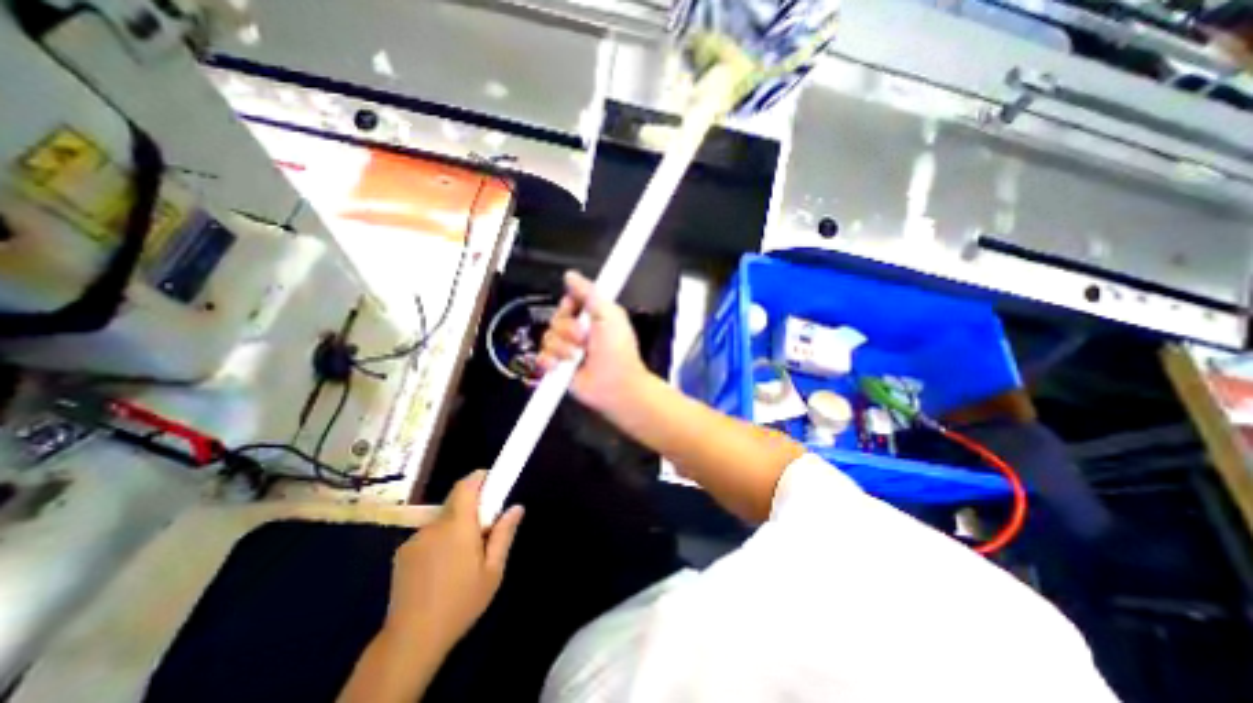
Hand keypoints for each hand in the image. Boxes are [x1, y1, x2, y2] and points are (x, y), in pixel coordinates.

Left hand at [379, 469, 520, 650]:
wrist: (410, 641)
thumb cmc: (460, 603)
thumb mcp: (492, 571)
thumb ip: (504, 534)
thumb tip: (517, 507)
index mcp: (458, 526)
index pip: (466, 486)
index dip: (479, 478)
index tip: (492, 482)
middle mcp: (434, 525)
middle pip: (456, 503)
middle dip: (472, 509)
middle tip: (484, 532)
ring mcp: (414, 539)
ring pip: (442, 521)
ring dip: (454, 528)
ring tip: (461, 558)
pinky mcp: (401, 553)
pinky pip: (427, 536)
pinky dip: (438, 542)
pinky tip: (440, 570)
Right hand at [539, 269, 649, 411]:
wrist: (615, 384)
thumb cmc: (617, 349)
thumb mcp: (608, 313)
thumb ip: (589, 292)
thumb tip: (570, 275)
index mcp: (593, 315)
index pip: (570, 300)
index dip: (569, 305)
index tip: (576, 311)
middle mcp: (579, 330)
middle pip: (556, 318)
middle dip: (568, 329)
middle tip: (584, 339)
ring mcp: (568, 349)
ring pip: (548, 336)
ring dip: (562, 347)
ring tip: (577, 356)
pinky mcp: (559, 366)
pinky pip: (542, 356)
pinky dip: (549, 360)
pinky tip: (559, 365)